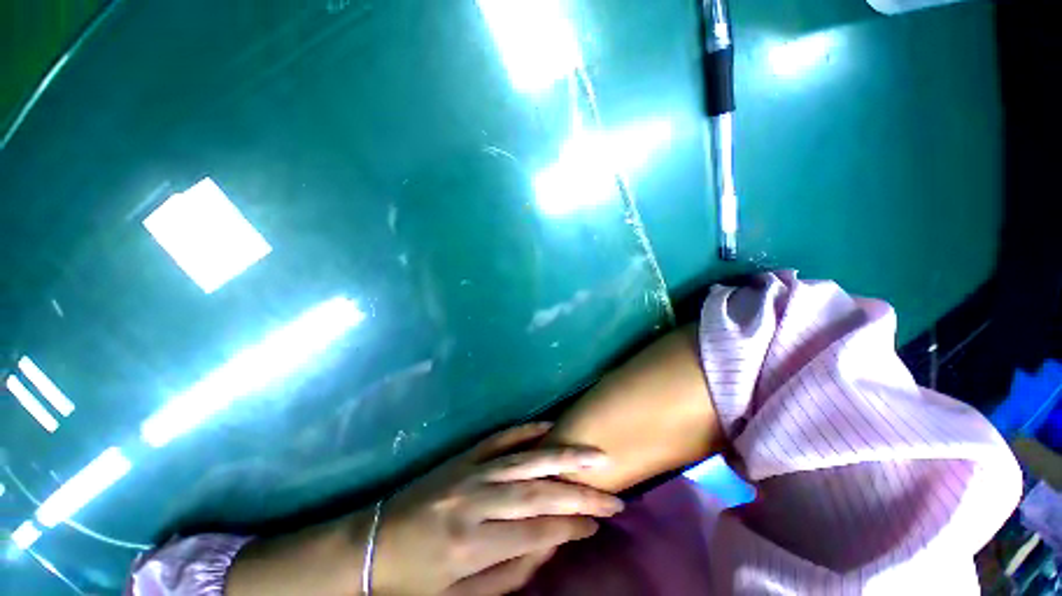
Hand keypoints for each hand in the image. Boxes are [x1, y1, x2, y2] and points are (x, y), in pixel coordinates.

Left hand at [372, 423, 623, 594]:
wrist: (370, 545)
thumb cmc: (415, 581)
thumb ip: (510, 573)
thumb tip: (551, 546)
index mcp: (472, 545)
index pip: (536, 533)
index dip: (571, 528)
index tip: (598, 522)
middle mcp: (475, 502)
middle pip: (537, 495)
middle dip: (579, 495)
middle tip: (612, 495)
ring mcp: (469, 472)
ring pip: (524, 461)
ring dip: (562, 457)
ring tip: (594, 455)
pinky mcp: (463, 455)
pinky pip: (499, 438)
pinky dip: (526, 431)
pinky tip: (549, 427)